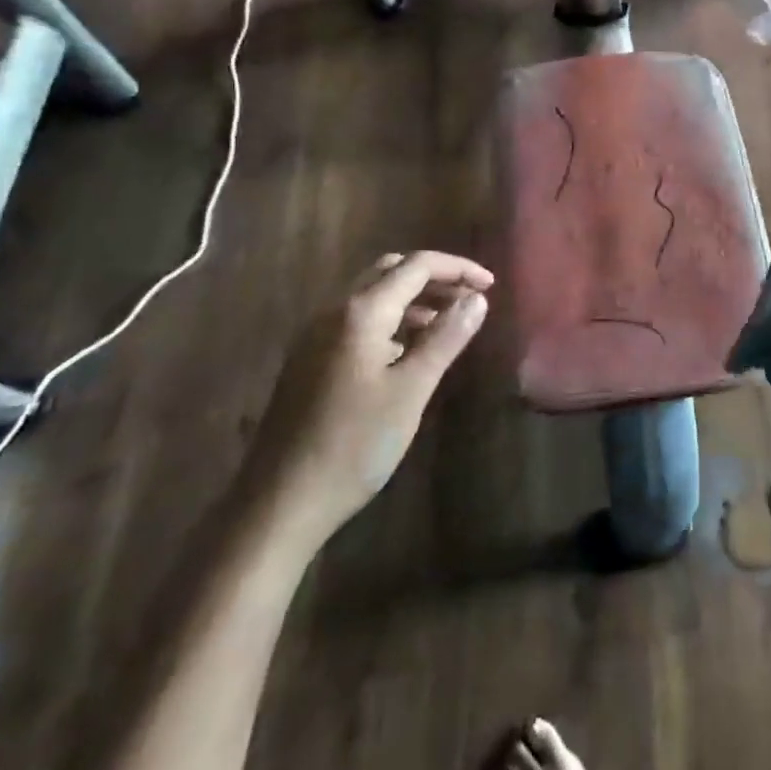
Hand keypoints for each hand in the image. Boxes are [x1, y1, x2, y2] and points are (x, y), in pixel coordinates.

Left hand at [244, 250, 492, 549]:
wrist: (280, 503)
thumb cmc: (354, 445)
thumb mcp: (411, 390)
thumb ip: (446, 337)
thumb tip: (477, 298)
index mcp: (360, 312)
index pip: (416, 266)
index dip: (458, 269)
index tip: (491, 286)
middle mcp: (333, 311)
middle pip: (390, 271)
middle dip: (433, 278)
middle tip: (468, 300)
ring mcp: (315, 335)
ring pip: (371, 295)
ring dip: (412, 298)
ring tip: (446, 325)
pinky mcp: (308, 359)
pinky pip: (355, 320)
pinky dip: (389, 320)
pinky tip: (406, 351)